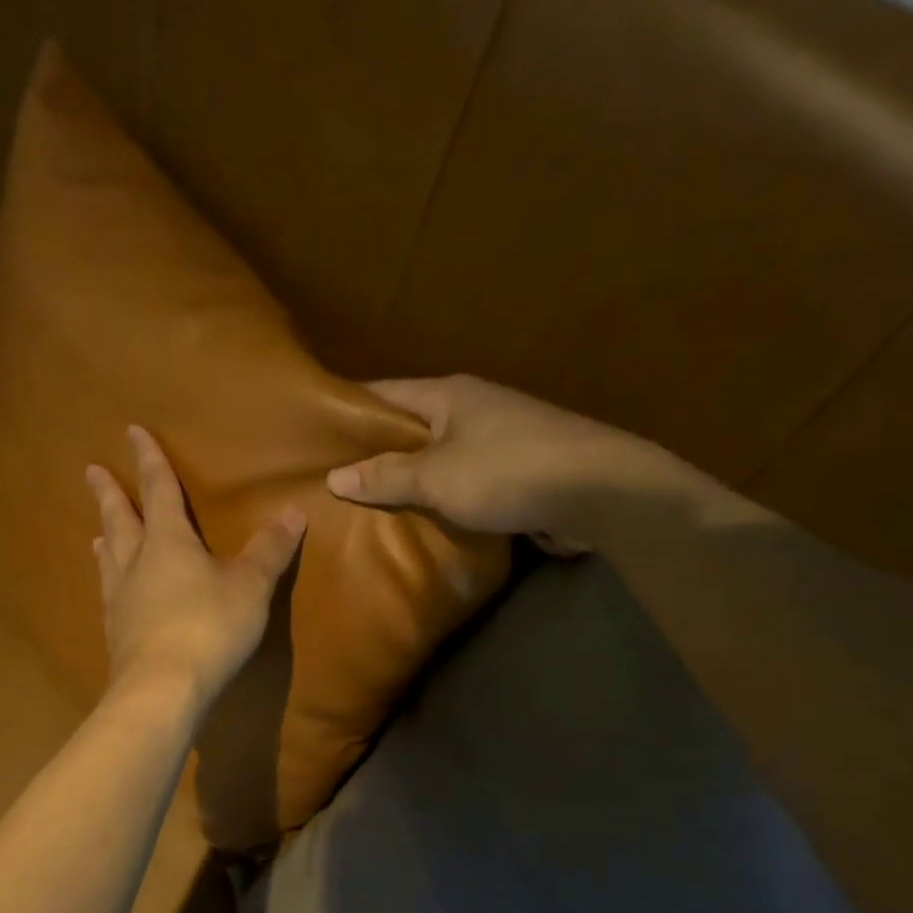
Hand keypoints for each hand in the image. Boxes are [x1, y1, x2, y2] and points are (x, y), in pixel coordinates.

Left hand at [86, 425, 304, 708]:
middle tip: (91, 471)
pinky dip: (110, 582)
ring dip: (105, 539)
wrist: (162, 689)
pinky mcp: (116, 634)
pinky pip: (110, 596)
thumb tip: (294, 511)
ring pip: (109, 559)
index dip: (149, 460)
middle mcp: (137, 564)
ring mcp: (121, 600)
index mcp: (168, 542)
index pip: (158, 490)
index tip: (132, 432)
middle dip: (109, 494)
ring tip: (97, 533)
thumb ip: (270, 550)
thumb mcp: (250, 586)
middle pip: (119, 520)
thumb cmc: (210, 627)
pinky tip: (111, 594)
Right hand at [326, 375, 639, 546]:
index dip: (348, 411)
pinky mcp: (517, 470)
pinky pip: (464, 480)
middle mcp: (472, 408)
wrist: (599, 491)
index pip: (384, 393)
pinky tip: (420, 518)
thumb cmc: (508, 471)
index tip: (313, 432)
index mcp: (449, 394)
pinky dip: (441, 495)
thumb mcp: (437, 476)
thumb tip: (333, 476)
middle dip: (375, 450)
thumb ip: (385, 476)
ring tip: (367, 503)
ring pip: (438, 456)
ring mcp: (498, 438)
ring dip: (410, 477)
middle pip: (410, 426)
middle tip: (332, 477)